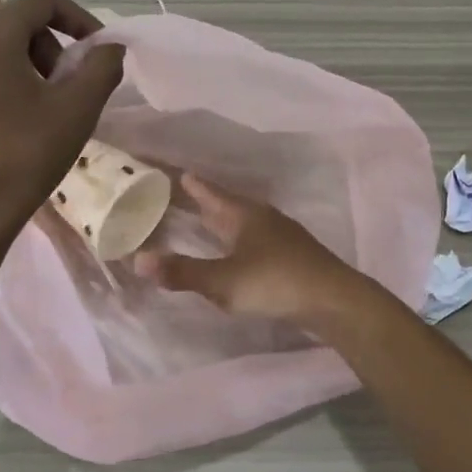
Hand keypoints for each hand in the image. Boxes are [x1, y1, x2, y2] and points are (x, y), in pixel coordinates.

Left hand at [0, 0, 123, 258]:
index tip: (96, 51)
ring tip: (29, 111)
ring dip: (15, 68)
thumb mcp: (77, 111)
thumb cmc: (22, 157)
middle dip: (46, 49)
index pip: (43, 1)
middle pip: (11, 24)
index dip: (79, 19)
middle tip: (62, 90)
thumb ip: (102, 67)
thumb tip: (109, 47)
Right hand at [132, 176, 371, 331]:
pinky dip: (236, 240)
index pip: (208, 191)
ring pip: (242, 221)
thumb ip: (183, 271)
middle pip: (225, 204)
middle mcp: (262, 217)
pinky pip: (253, 239)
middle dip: (203, 201)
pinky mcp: (290, 255)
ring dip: (221, 221)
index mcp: (243, 214)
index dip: (189, 183)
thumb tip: (138, 259)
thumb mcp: (224, 281)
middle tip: (177, 194)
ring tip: (202, 221)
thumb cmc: (276, 282)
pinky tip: (234, 252)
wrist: (333, 299)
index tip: (171, 171)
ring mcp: (280, 235)